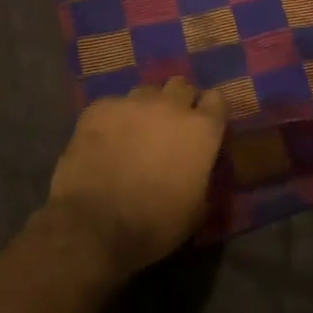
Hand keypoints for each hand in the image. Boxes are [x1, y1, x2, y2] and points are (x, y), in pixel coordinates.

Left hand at [46, 77, 225, 276]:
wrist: (95, 225)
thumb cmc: (155, 224)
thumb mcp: (196, 210)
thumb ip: (203, 178)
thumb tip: (198, 169)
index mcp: (201, 130)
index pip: (217, 100)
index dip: (210, 112)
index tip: (204, 126)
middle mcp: (170, 106)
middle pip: (181, 86)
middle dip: (179, 102)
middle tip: (169, 127)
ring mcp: (132, 102)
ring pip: (146, 92)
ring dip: (147, 108)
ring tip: (135, 132)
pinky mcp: (100, 108)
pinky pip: (113, 105)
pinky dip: (113, 119)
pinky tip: (104, 141)